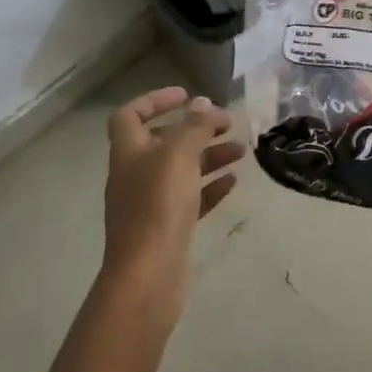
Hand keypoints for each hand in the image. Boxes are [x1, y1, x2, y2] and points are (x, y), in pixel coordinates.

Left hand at [102, 87, 243, 295]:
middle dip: (195, 129)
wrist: (147, 276)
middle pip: (164, 141)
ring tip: (242, 151)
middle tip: (227, 124)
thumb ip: (194, 126)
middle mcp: (136, 173)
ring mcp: (150, 203)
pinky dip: (210, 187)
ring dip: (210, 156)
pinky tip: (233, 183)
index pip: (131, 115)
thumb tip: (203, 104)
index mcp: (129, 151)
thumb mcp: (179, 155)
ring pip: (182, 169)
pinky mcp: (167, 227)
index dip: (155, 100)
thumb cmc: (158, 206)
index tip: (187, 96)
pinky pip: (191, 198)